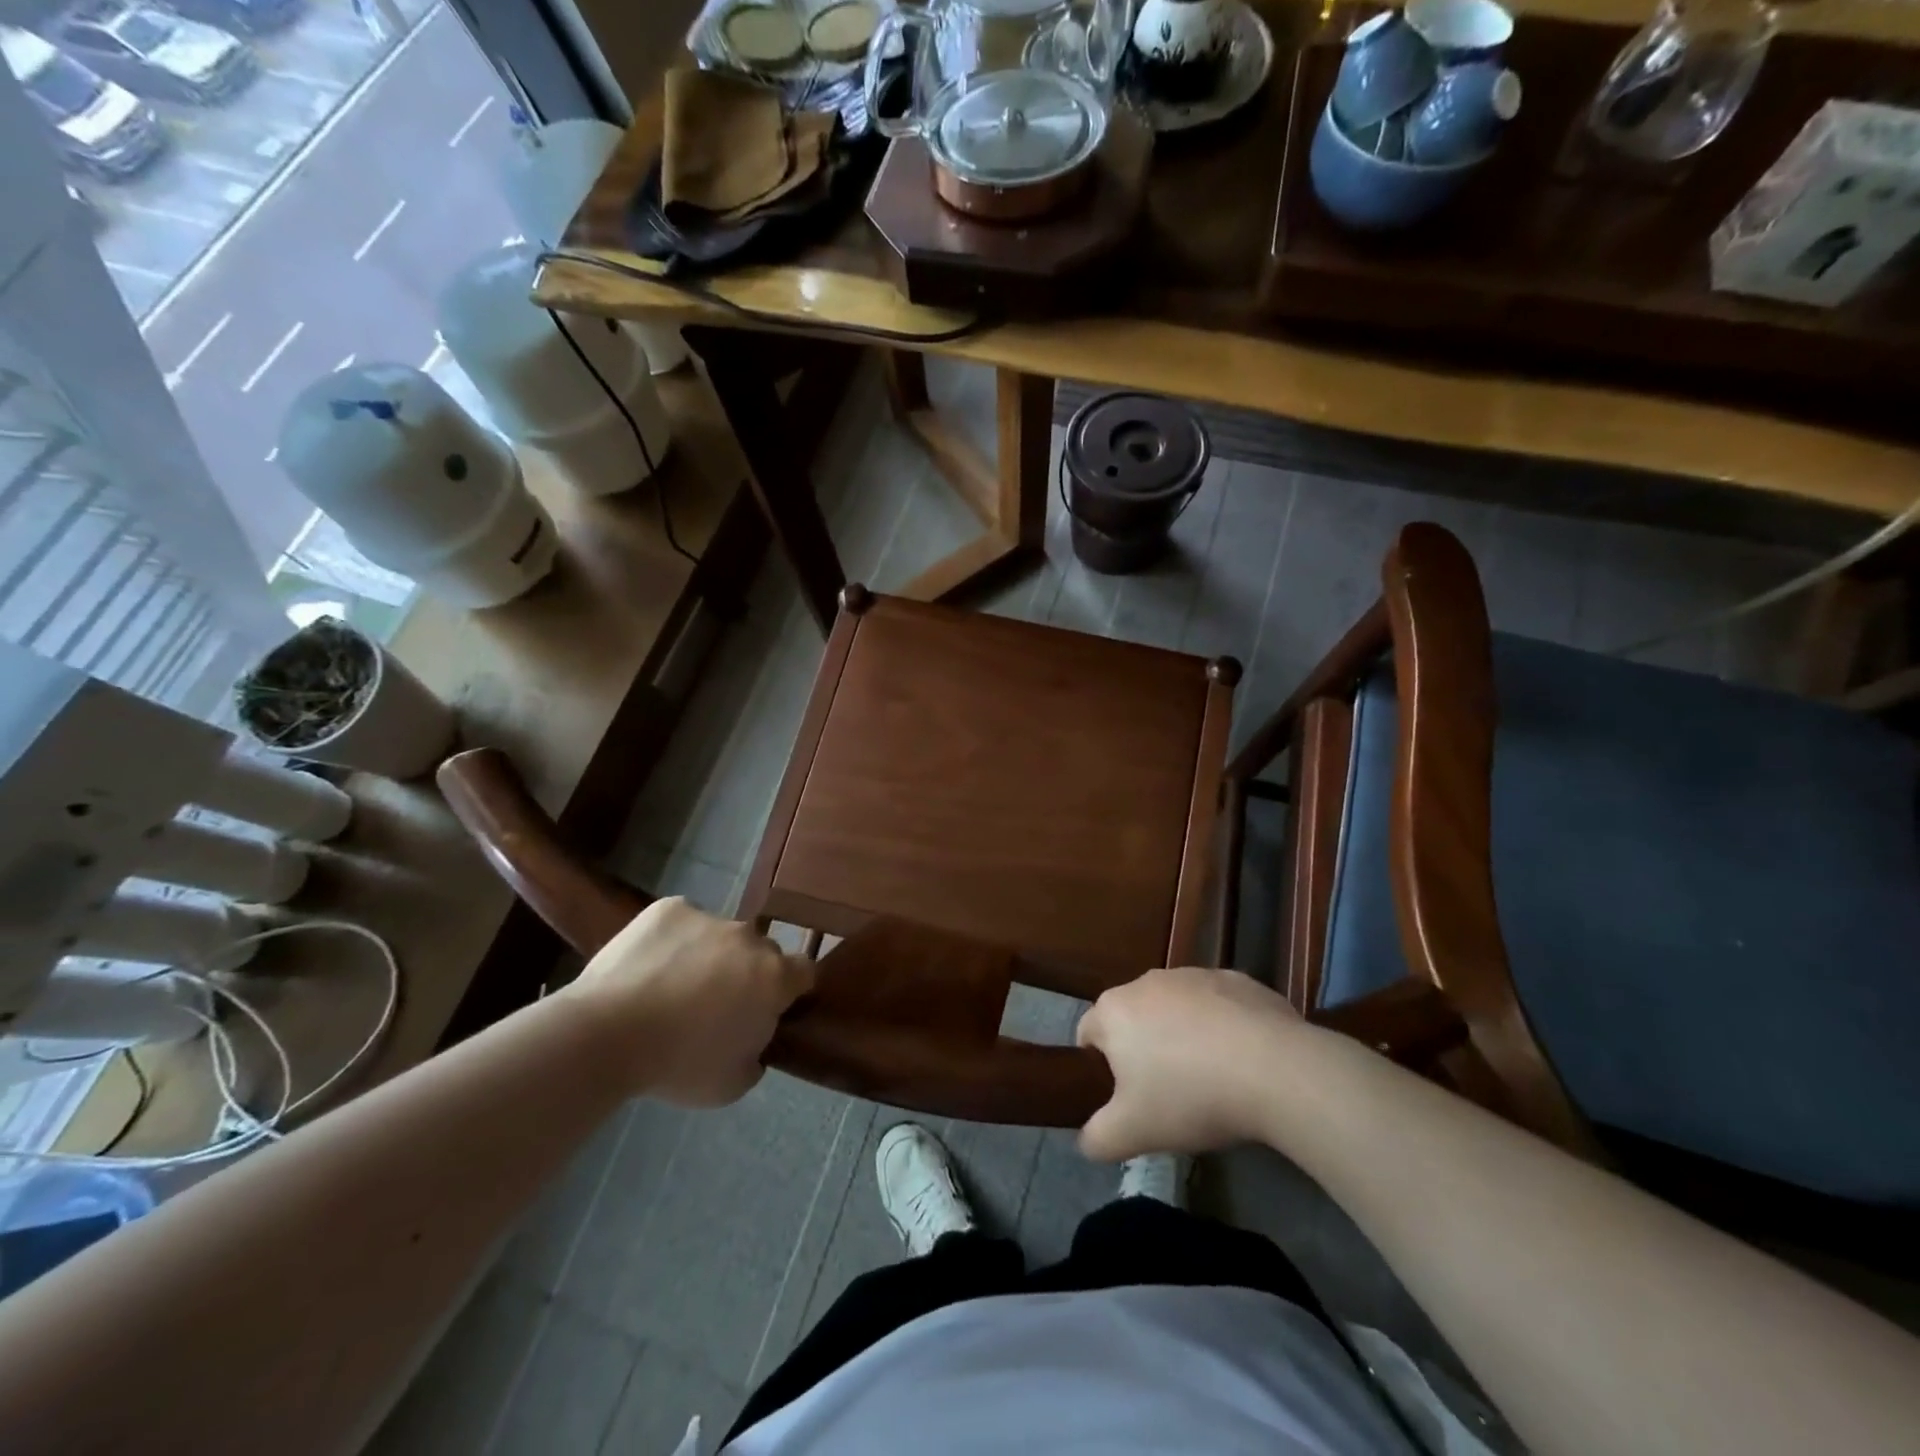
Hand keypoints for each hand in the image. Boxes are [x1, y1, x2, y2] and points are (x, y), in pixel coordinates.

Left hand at [566, 898, 814, 1107]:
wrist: (607, 1034)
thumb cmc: (677, 1065)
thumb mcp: (731, 1084)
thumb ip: (756, 1056)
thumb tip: (752, 1041)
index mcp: (773, 977)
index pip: (804, 971)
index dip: (791, 989)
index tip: (770, 1009)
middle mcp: (749, 939)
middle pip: (760, 952)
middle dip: (745, 973)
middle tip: (714, 1006)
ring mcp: (709, 918)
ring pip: (719, 936)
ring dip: (708, 956)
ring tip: (670, 989)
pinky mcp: (670, 908)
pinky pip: (683, 923)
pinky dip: (673, 941)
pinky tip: (648, 968)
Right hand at [1076, 966, 1306, 1160]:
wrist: (1274, 1070)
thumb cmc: (1190, 1097)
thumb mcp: (1132, 1133)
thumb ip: (1096, 1138)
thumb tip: (1087, 1139)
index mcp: (1114, 1010)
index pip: (1088, 1032)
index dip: (1099, 1066)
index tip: (1124, 1097)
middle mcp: (1147, 982)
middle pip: (1134, 1017)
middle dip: (1143, 1049)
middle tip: (1167, 1093)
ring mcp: (1194, 975)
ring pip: (1176, 1008)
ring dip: (1183, 1035)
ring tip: (1210, 1078)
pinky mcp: (1237, 979)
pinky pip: (1218, 1005)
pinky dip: (1222, 1026)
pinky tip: (1243, 1060)